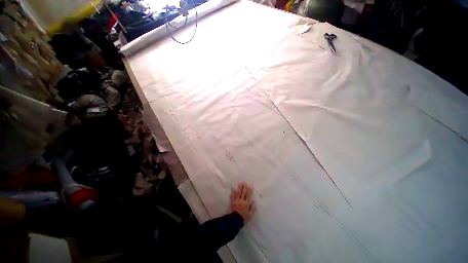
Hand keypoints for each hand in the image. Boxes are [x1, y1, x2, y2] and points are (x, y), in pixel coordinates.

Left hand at [230, 182, 255, 222]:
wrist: (235, 221)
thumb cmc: (244, 218)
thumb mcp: (250, 215)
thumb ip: (253, 208)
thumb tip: (254, 202)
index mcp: (246, 203)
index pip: (248, 195)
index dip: (249, 190)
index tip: (250, 185)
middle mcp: (241, 200)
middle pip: (243, 193)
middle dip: (244, 187)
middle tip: (244, 182)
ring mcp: (236, 201)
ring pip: (238, 193)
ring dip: (239, 188)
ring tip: (240, 183)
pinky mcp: (232, 202)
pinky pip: (232, 196)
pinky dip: (233, 192)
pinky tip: (233, 188)